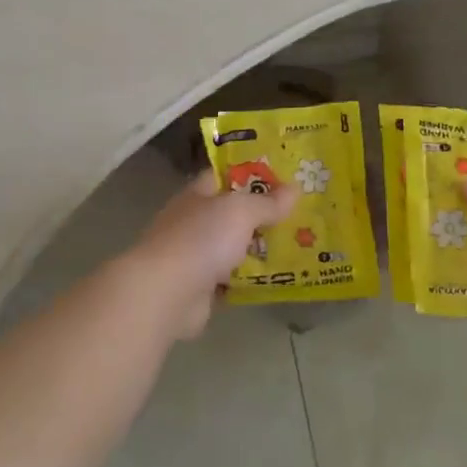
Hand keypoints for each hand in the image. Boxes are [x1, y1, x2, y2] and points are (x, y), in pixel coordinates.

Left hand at [128, 174, 297, 339]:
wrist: (166, 294)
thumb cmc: (201, 239)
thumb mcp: (241, 211)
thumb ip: (267, 202)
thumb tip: (295, 189)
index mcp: (198, 195)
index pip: (226, 175)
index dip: (253, 173)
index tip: (284, 175)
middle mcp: (194, 222)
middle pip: (232, 213)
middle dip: (262, 213)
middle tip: (300, 212)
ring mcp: (195, 256)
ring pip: (234, 246)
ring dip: (259, 248)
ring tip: (298, 244)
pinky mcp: (201, 288)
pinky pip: (233, 278)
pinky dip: (251, 278)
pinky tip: (279, 276)